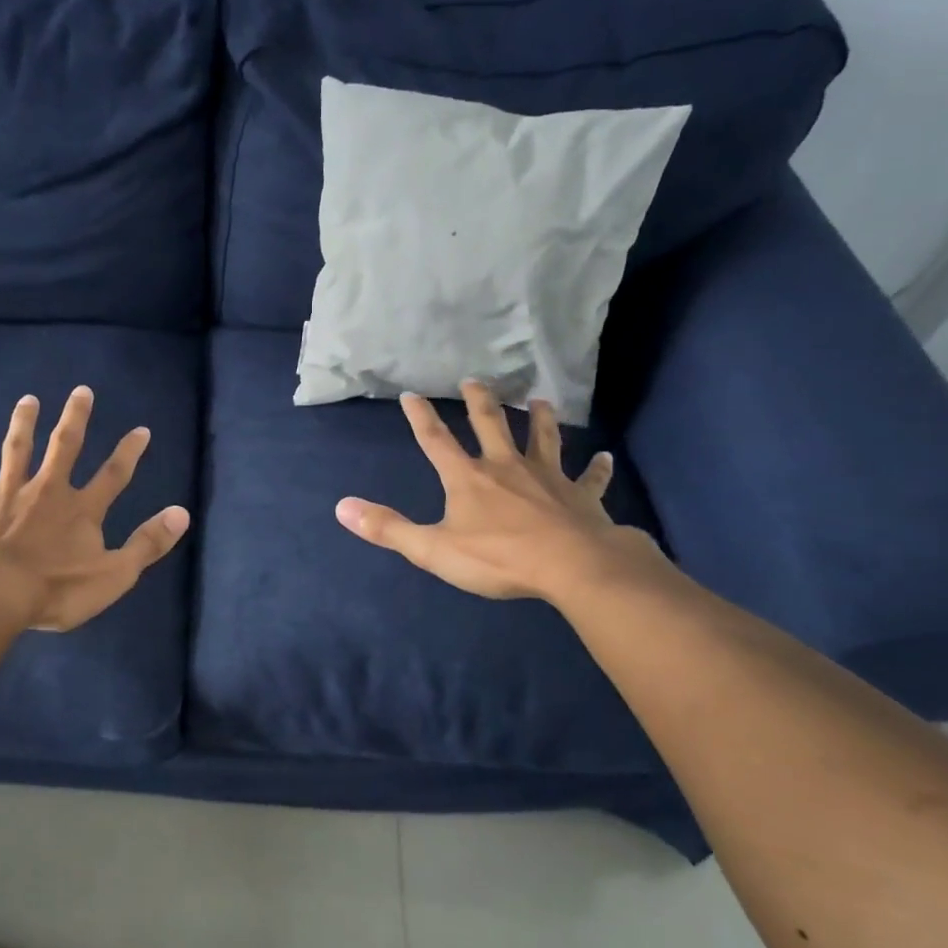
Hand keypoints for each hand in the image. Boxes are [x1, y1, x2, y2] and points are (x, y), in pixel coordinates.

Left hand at [0, 386, 190, 631]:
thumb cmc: (55, 590)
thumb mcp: (114, 574)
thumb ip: (147, 544)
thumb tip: (182, 513)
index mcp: (81, 510)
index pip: (113, 475)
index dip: (129, 452)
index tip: (140, 430)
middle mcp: (46, 490)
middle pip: (64, 447)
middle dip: (75, 419)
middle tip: (81, 391)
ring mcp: (7, 493)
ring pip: (17, 449)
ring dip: (24, 423)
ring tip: (29, 400)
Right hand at [335, 383, 652, 600]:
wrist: (572, 567)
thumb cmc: (498, 558)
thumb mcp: (432, 548)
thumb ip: (387, 528)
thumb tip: (341, 507)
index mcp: (468, 478)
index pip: (436, 441)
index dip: (421, 417)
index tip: (412, 394)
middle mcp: (507, 467)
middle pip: (492, 425)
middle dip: (480, 401)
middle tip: (475, 380)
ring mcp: (548, 478)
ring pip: (543, 440)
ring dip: (540, 419)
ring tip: (539, 400)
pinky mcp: (581, 497)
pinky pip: (590, 479)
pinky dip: (597, 468)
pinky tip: (605, 457)